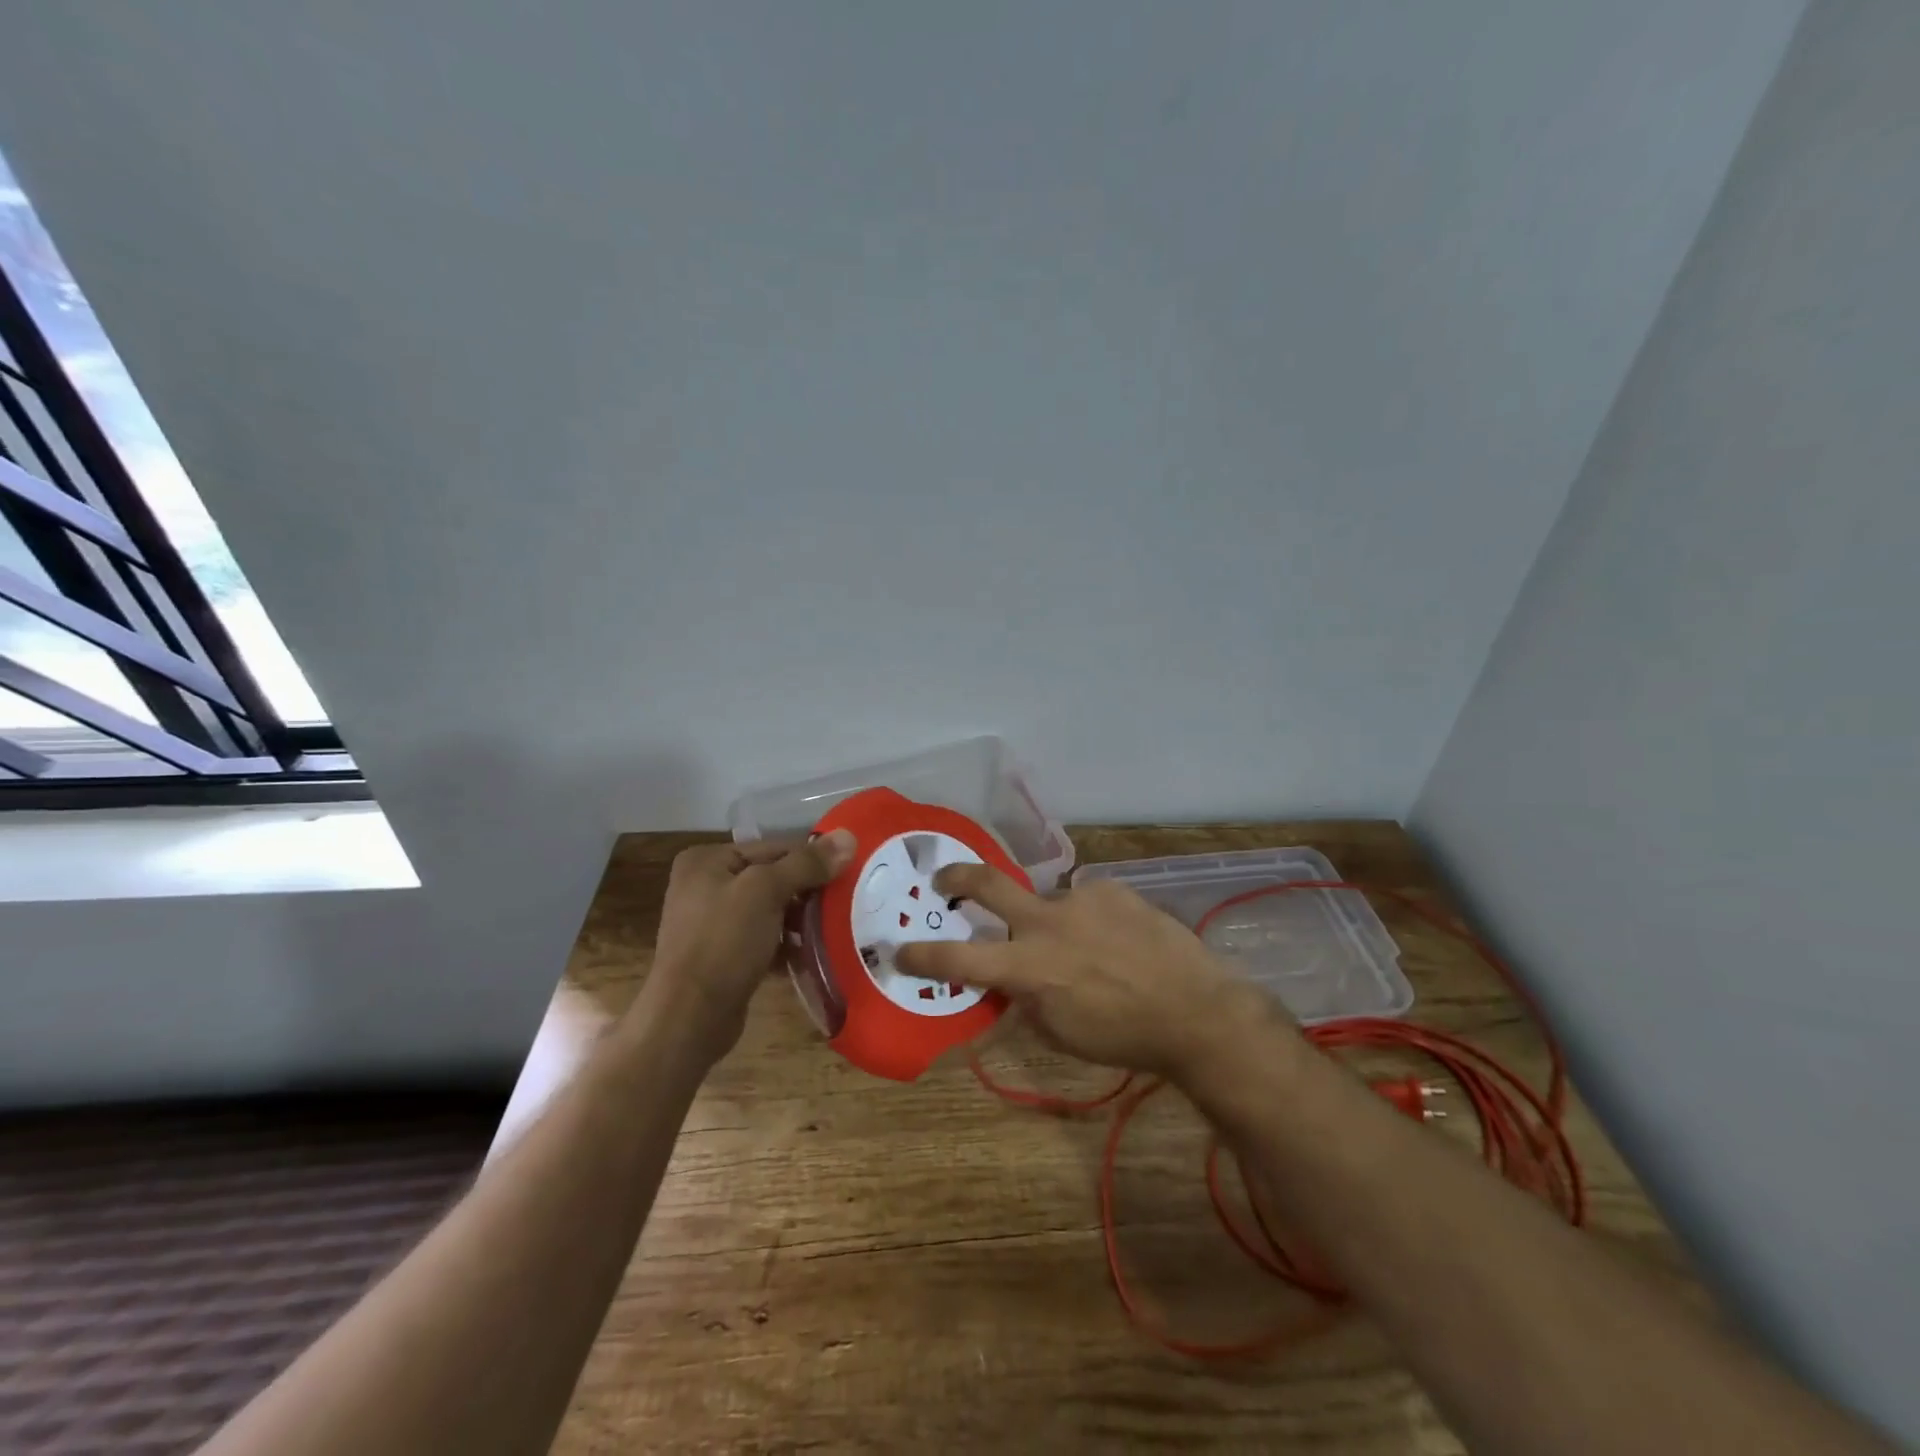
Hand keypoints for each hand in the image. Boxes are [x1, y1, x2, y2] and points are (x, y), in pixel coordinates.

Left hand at [639, 830, 856, 1062]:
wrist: (689, 1019)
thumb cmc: (724, 942)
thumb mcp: (767, 891)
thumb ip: (808, 863)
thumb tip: (849, 836)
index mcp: (707, 860)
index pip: (774, 848)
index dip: (812, 860)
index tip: (847, 875)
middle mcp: (705, 885)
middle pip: (773, 878)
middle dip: (808, 893)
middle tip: (845, 904)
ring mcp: (712, 923)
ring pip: (771, 910)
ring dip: (801, 921)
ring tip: (834, 929)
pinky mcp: (722, 956)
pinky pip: (764, 939)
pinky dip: (787, 945)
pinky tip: (812, 955)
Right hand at [895, 865, 1292, 1080]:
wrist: (1196, 1009)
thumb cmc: (1123, 1036)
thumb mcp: (1061, 1034)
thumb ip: (1026, 1002)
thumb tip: (1010, 983)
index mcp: (1029, 968)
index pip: (959, 960)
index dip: (923, 955)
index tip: (900, 949)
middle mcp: (1046, 923)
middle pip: (988, 885)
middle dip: (957, 877)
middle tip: (944, 879)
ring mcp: (1080, 899)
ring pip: (1049, 904)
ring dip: (1054, 924)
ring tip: (1090, 950)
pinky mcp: (1111, 888)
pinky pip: (1086, 901)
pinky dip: (1090, 920)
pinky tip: (1118, 940)